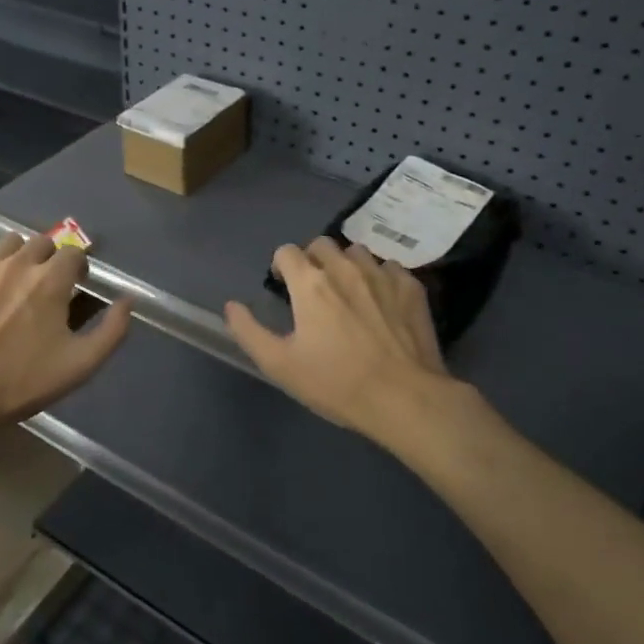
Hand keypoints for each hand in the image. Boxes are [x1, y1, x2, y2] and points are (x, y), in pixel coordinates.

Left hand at [0, 233, 131, 432]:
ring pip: (9, 244)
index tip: (76, 288)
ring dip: (20, 257)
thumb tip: (128, 300)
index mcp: (51, 280)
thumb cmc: (20, 381)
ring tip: (16, 284)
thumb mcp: (80, 365)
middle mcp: (18, 263)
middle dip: (50, 259)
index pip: (74, 252)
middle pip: (42, 242)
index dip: (79, 268)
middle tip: (47, 288)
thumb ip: (112, 330)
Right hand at [225, 237, 456, 444]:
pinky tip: (382, 302)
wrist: (403, 398)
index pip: (287, 252)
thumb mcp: (280, 365)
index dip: (281, 267)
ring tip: (348, 292)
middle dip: (312, 260)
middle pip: (321, 244)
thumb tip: (231, 305)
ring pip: (357, 252)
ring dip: (347, 265)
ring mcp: (382, 274)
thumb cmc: (336, 383)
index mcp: (310, 283)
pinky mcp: (411, 287)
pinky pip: (390, 268)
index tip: (284, 287)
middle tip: (314, 290)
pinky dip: (380, 278)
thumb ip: (249, 331)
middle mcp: (345, 268)